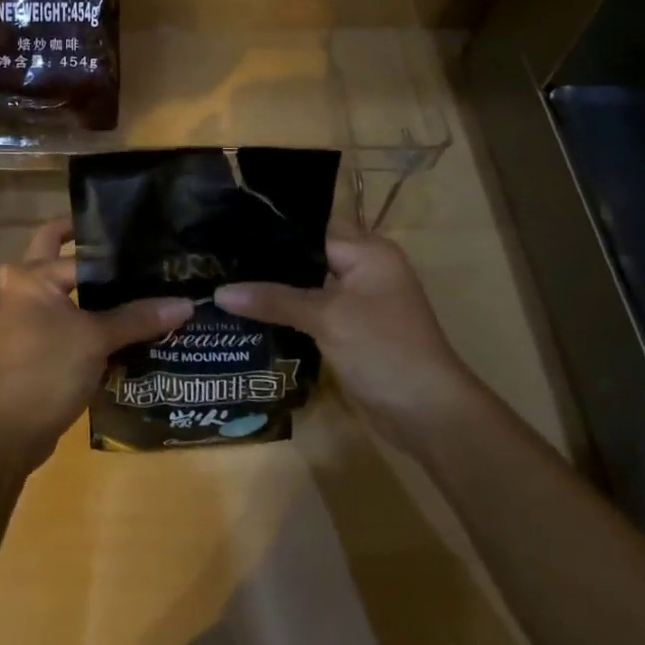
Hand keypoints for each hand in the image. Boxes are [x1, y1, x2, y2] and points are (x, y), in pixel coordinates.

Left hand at [0, 216, 193, 471]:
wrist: (5, 432)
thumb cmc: (47, 369)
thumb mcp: (97, 339)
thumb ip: (138, 318)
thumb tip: (185, 303)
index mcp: (31, 276)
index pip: (79, 251)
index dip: (113, 249)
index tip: (144, 244)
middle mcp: (16, 289)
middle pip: (50, 254)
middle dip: (79, 246)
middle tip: (121, 248)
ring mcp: (12, 319)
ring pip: (47, 290)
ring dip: (72, 286)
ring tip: (114, 287)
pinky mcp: (18, 347)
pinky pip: (46, 321)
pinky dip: (66, 320)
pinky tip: (92, 329)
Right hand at [214, 233, 479, 441]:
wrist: (429, 416)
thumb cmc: (384, 350)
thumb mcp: (327, 318)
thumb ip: (273, 299)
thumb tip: (220, 293)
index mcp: (367, 251)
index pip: (307, 229)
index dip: (268, 232)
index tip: (223, 231)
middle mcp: (363, 268)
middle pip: (304, 256)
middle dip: (265, 262)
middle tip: (215, 259)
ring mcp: (357, 301)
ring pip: (304, 286)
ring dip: (272, 290)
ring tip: (222, 281)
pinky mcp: (349, 329)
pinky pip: (310, 311)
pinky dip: (285, 312)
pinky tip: (248, 313)